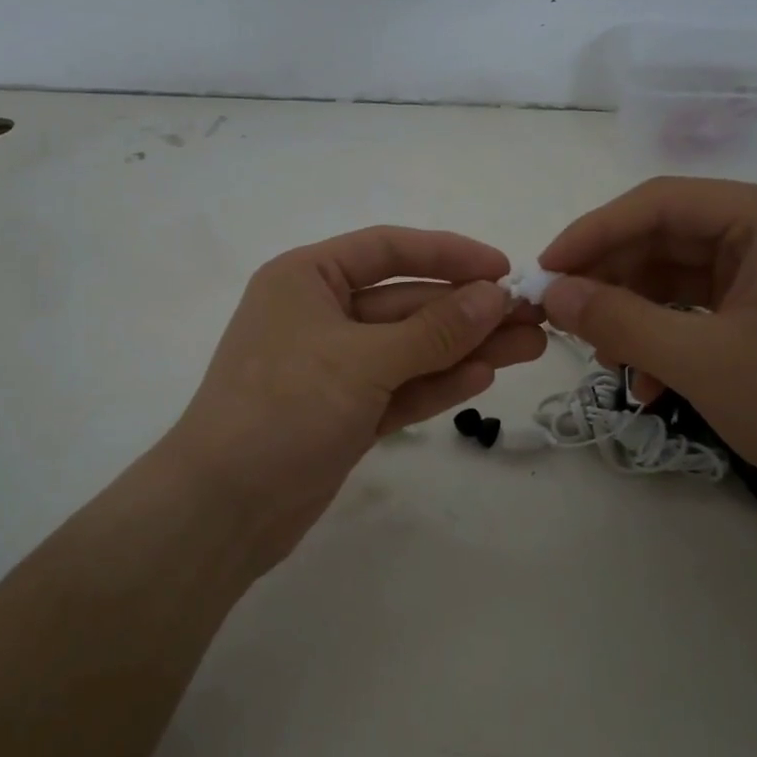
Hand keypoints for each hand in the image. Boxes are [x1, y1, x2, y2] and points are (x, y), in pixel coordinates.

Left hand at [168, 227, 546, 568]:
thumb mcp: (362, 360)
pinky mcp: (345, 413)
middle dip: (468, 310)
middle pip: (406, 303)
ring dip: (464, 347)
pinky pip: (399, 387)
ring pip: (409, 349)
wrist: (224, 507)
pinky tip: (483, 376)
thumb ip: (433, 329)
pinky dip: (437, 382)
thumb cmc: (283, 408)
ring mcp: (334, 368)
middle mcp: (320, 315)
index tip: (503, 268)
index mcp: (308, 279)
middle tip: (533, 318)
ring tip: (528, 346)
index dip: (448, 254)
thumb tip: (496, 295)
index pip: (387, 249)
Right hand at [538, 178, 756, 507]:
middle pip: (662, 238)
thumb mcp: (701, 362)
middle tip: (564, 320)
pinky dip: (663, 338)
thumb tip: (551, 294)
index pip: (658, 203)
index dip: (592, 233)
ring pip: (673, 276)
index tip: (545, 272)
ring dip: (632, 316)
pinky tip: (647, 384)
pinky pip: (695, 308)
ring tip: (607, 363)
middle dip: (610, 281)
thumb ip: (619, 321)